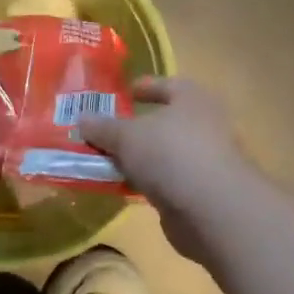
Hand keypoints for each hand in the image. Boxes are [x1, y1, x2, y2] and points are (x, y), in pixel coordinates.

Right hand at [80, 78, 252, 261]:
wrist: (211, 209)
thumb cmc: (169, 153)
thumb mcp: (126, 136)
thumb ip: (103, 127)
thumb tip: (82, 118)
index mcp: (192, 98)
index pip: (166, 85)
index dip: (145, 87)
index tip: (124, 92)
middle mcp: (205, 125)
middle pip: (165, 122)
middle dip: (137, 128)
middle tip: (107, 132)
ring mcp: (206, 160)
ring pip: (165, 154)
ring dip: (140, 159)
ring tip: (108, 162)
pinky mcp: (202, 192)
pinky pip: (167, 181)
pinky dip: (148, 183)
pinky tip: (125, 188)